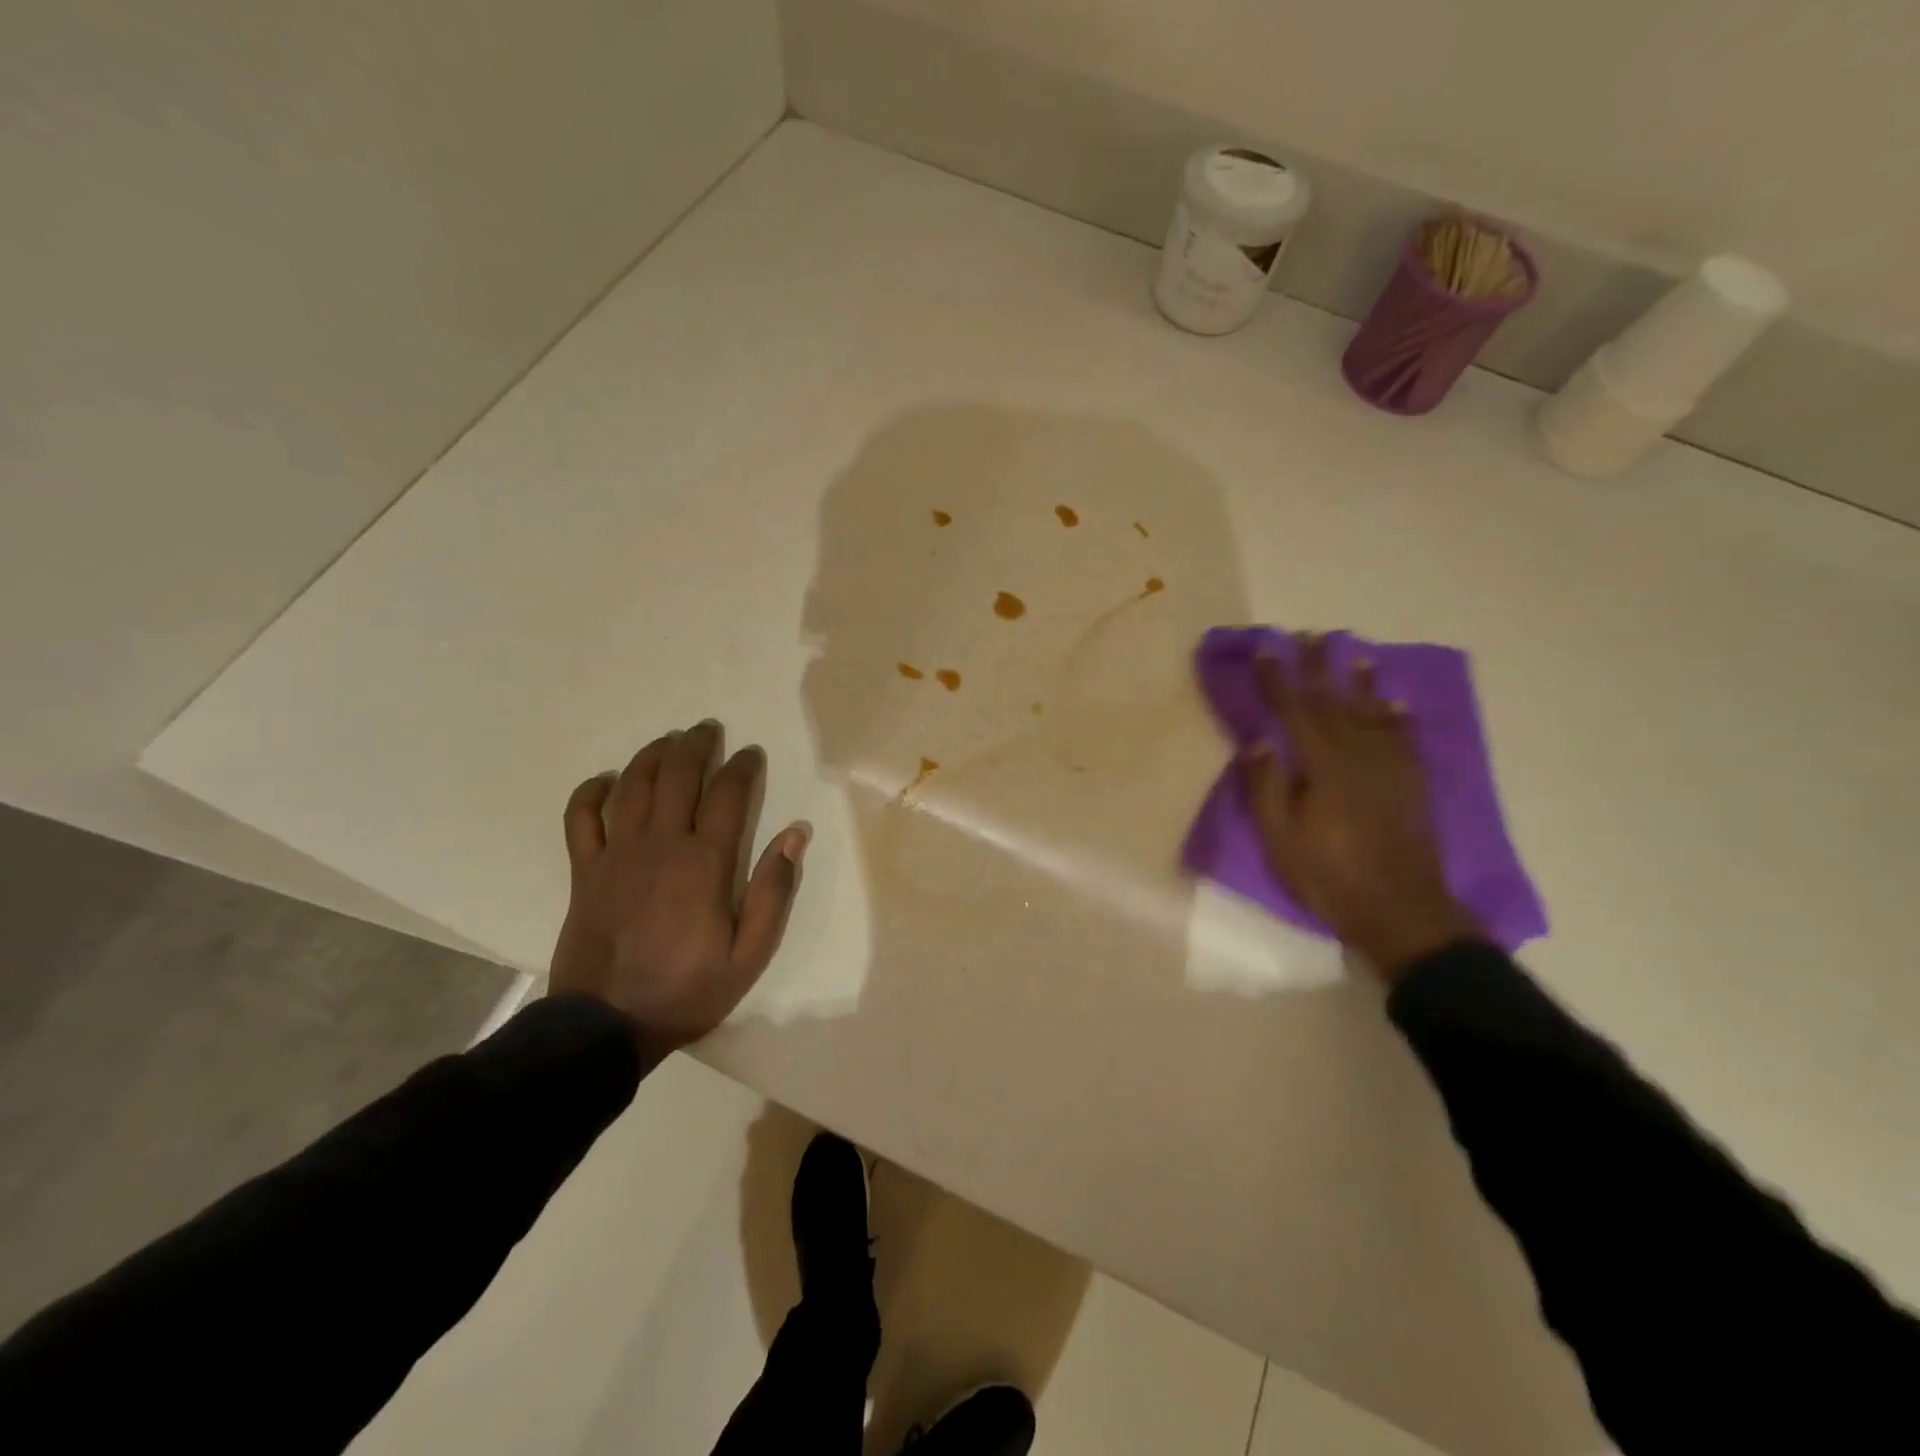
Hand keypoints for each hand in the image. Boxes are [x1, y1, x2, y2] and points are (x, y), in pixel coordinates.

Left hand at [547, 720, 806, 1061]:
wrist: (607, 1027)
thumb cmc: (687, 990)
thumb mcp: (749, 953)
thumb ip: (773, 890)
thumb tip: (795, 834)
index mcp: (704, 863)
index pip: (728, 795)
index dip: (742, 767)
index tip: (751, 754)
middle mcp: (660, 845)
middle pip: (678, 776)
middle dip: (696, 745)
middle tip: (708, 730)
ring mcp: (617, 855)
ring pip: (633, 785)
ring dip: (653, 755)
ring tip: (669, 741)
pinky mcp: (584, 871)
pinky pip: (581, 818)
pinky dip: (591, 792)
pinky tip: (606, 779)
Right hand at [1242, 635, 1484, 979]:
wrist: (1401, 909)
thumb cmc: (1329, 876)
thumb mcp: (1281, 839)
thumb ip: (1267, 788)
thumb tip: (1258, 743)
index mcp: (1321, 766)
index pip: (1293, 710)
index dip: (1276, 679)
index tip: (1264, 650)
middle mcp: (1357, 754)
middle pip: (1333, 701)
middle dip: (1317, 667)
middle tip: (1308, 636)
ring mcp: (1389, 767)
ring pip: (1372, 712)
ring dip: (1360, 680)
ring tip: (1354, 651)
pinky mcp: (1411, 783)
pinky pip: (1404, 738)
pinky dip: (1398, 716)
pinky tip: (1395, 702)